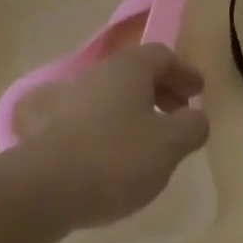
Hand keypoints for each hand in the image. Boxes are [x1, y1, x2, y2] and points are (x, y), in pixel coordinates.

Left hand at [12, 44, 209, 236]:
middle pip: (137, 72)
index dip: (184, 72)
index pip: (162, 55)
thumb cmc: (115, 158)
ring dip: (137, 110)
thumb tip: (195, 116)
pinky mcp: (54, 124)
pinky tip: (115, 156)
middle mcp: (99, 72)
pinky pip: (93, 116)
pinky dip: (112, 127)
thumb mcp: (168, 145)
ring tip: (151, 141)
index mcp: (129, 67)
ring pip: (114, 94)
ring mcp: (72, 96)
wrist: (44, 186)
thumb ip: (191, 127)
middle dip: (163, 91)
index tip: (198, 92)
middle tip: (180, 116)